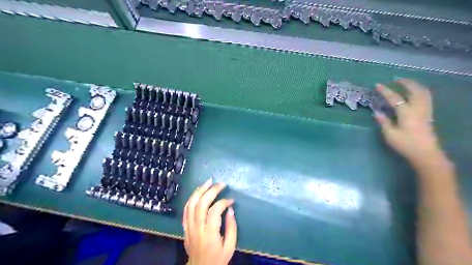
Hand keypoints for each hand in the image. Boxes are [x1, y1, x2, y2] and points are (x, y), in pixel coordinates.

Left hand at [182, 178, 237, 264]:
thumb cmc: (217, 259)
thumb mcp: (230, 247)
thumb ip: (231, 227)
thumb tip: (230, 209)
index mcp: (210, 235)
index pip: (214, 212)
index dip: (223, 202)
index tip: (231, 200)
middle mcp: (197, 229)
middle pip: (201, 204)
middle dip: (211, 191)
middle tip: (221, 184)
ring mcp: (189, 228)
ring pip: (191, 205)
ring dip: (199, 191)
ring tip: (208, 182)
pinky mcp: (185, 228)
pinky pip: (185, 210)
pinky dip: (191, 199)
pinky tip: (198, 192)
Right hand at [373, 79, 442, 163]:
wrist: (426, 154)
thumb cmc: (405, 144)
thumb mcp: (390, 134)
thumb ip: (383, 121)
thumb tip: (376, 112)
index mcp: (406, 113)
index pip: (394, 98)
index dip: (385, 91)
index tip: (378, 85)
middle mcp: (417, 108)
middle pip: (414, 90)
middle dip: (405, 83)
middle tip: (397, 79)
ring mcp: (425, 111)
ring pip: (423, 92)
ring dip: (415, 85)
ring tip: (407, 83)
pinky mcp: (429, 115)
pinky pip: (426, 97)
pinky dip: (420, 91)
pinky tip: (415, 93)